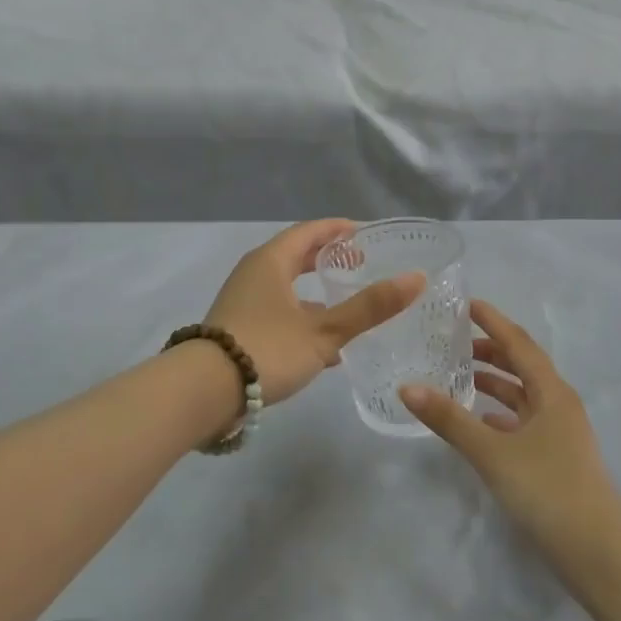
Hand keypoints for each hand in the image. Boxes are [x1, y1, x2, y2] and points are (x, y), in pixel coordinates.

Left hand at [205, 220, 422, 407]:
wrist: (204, 391)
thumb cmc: (267, 349)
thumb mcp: (325, 330)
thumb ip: (370, 307)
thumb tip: (416, 278)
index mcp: (271, 261)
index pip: (310, 231)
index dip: (339, 229)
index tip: (367, 233)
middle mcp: (254, 273)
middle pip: (296, 256)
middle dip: (328, 260)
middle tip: (361, 264)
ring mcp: (243, 302)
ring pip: (287, 288)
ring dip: (317, 294)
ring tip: (349, 306)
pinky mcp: (238, 329)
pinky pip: (278, 313)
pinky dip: (303, 319)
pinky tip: (325, 350)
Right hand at [401, 301, 620, 576]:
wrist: (597, 551)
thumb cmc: (547, 489)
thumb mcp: (492, 452)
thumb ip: (450, 419)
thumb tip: (407, 387)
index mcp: (552, 392)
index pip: (519, 343)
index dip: (493, 321)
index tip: (466, 304)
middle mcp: (558, 404)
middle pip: (522, 366)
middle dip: (490, 351)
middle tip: (452, 343)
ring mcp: (559, 433)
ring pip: (522, 396)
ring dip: (494, 384)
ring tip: (458, 377)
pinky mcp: (554, 458)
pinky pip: (522, 423)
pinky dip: (499, 415)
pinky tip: (478, 423)